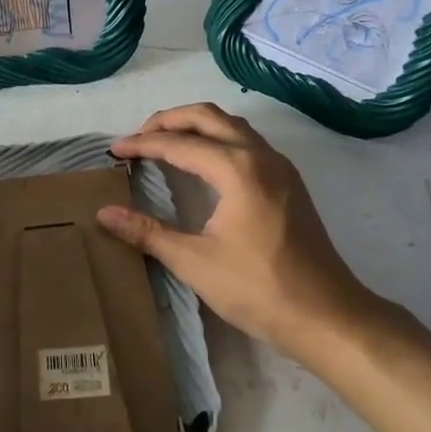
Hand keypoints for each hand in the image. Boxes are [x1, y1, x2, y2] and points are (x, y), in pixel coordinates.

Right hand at [97, 104, 401, 367]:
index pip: (178, 143)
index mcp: (236, 168)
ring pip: (231, 126)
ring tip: (165, 143)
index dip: (142, 144)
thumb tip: (103, 214)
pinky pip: (247, 142)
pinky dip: (218, 139)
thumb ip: (147, 232)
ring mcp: (280, 167)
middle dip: (168, 120)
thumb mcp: (194, 261)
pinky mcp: (289, 182)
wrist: (326, 314)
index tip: (113, 150)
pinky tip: (204, 164)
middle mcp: (260, 155)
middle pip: (208, 117)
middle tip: (137, 138)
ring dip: (196, 126)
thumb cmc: (258, 288)